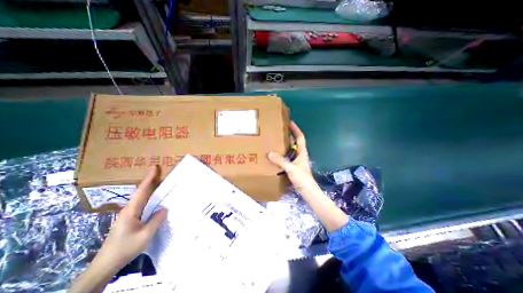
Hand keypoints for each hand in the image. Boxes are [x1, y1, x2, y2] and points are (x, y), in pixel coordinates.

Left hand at [95, 166, 165, 271]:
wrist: (105, 265)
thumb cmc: (125, 248)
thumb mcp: (145, 235)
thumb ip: (156, 220)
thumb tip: (164, 208)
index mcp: (131, 211)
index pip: (142, 191)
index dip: (149, 178)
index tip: (155, 167)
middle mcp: (129, 209)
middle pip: (142, 191)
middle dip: (151, 180)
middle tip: (162, 172)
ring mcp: (128, 214)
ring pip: (141, 197)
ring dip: (151, 188)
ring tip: (161, 182)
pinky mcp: (129, 219)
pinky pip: (142, 204)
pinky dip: (150, 197)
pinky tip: (156, 199)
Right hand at [269, 121, 345, 230]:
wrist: (307, 189)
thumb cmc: (302, 178)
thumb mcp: (291, 168)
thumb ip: (281, 161)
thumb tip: (270, 153)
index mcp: (302, 152)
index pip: (300, 137)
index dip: (296, 129)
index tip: (290, 122)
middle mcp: (300, 154)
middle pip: (295, 141)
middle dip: (289, 135)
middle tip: (280, 130)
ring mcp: (297, 160)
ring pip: (291, 149)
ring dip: (285, 144)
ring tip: (276, 140)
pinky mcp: (294, 166)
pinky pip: (288, 156)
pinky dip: (283, 153)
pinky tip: (276, 155)